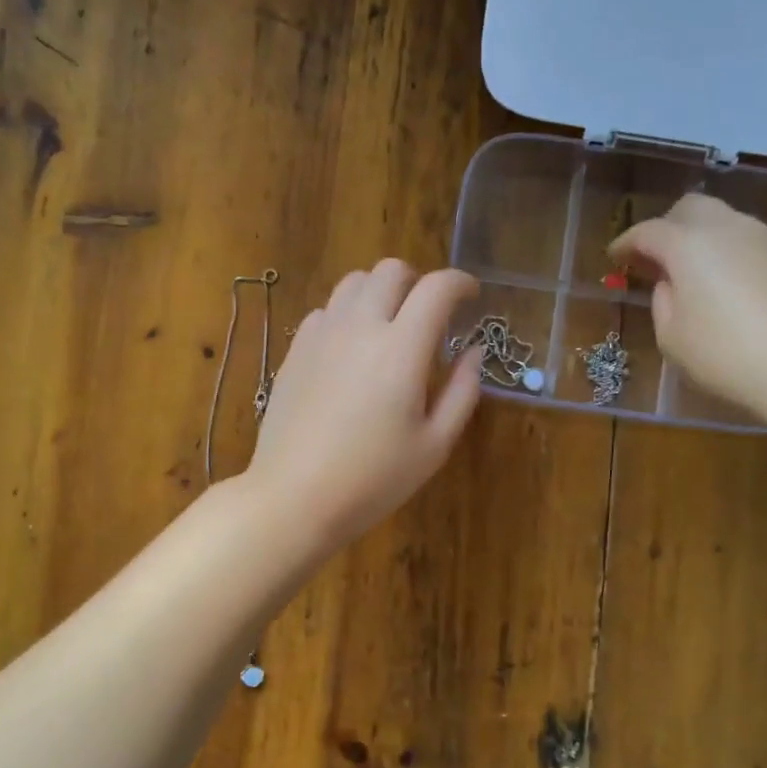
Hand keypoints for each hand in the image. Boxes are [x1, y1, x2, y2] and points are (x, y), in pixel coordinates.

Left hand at [245, 260, 482, 547]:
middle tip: (430, 314)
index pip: (437, 288)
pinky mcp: (296, 350)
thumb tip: (472, 352)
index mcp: (401, 349)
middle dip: (419, 281)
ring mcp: (322, 335)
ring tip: (390, 326)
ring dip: (381, 292)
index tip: (472, 296)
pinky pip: (327, 309)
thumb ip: (462, 391)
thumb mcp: (434, 445)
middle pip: (391, 270)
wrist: (294, 497)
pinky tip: (352, 348)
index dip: (461, 283)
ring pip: (354, 282)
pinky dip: (349, 313)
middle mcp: (360, 327)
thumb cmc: (373, 479)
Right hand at [610, 194, 766, 429]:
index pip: (647, 231)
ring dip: (705, 241)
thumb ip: (663, 302)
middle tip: (656, 260)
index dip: (626, 243)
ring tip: (700, 278)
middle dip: (667, 227)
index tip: (615, 258)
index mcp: (690, 246)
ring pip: (728, 223)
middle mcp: (731, 229)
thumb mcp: (673, 340)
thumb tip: (672, 283)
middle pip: (691, 208)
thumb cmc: (730, 358)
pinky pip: (758, 246)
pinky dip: (738, 258)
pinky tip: (741, 293)